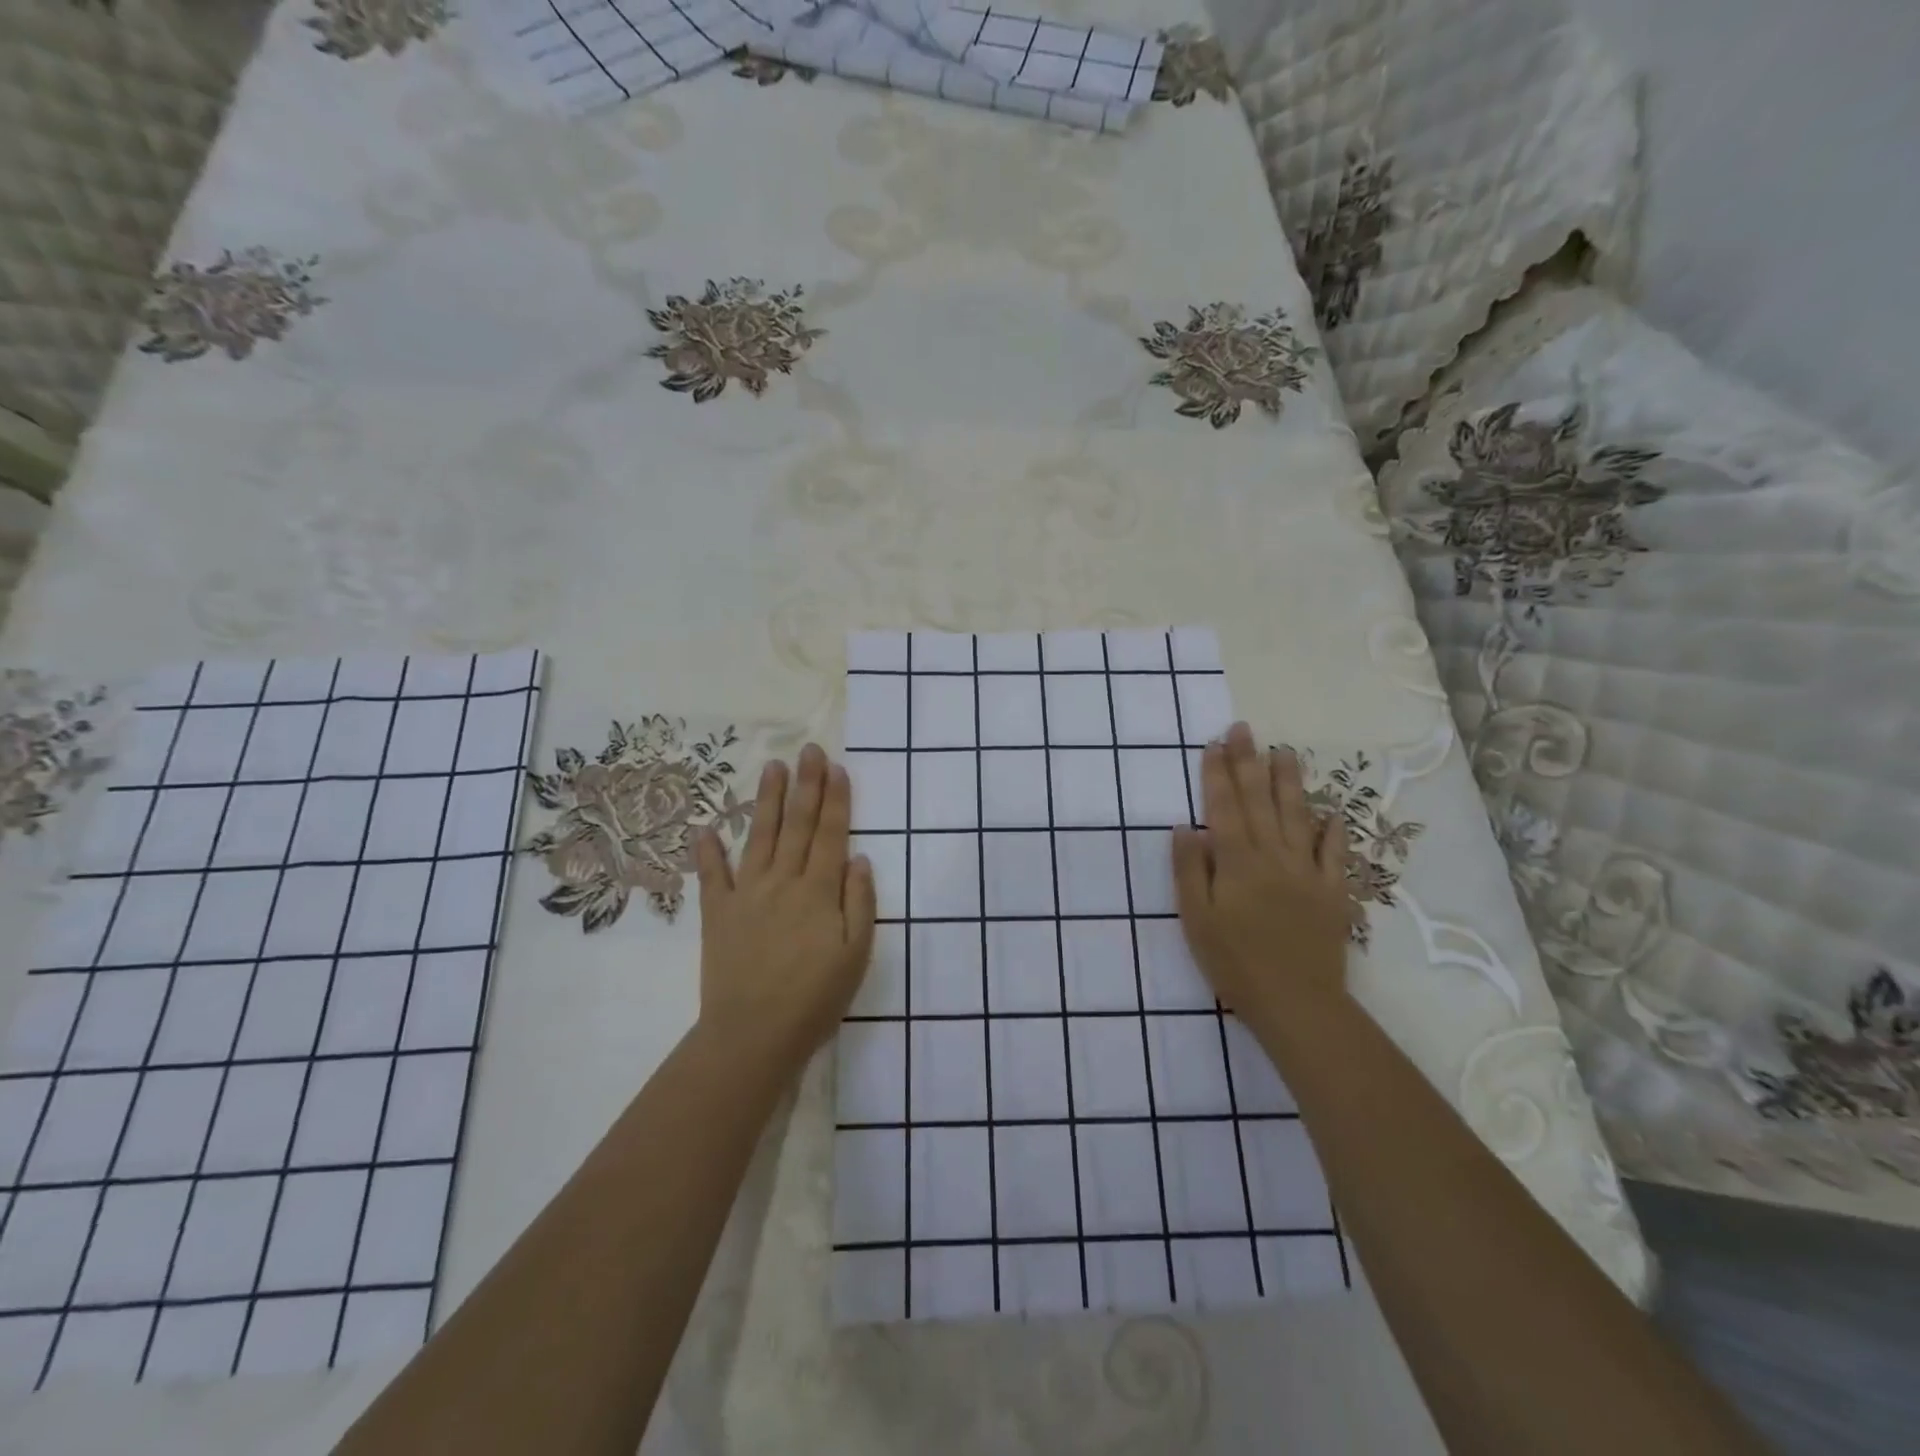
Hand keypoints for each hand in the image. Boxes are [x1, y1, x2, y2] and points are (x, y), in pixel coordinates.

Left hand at [694, 744, 876, 1073]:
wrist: (753, 1035)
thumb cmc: (815, 998)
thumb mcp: (856, 955)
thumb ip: (860, 903)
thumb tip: (859, 858)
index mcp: (818, 891)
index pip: (830, 834)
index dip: (835, 799)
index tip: (837, 768)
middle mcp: (783, 881)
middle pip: (797, 824)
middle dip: (806, 784)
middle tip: (809, 750)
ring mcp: (747, 894)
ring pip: (760, 836)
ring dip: (767, 800)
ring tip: (773, 767)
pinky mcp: (718, 913)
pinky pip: (712, 875)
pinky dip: (708, 850)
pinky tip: (706, 827)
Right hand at [1172, 722, 1351, 1029]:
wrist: (1298, 1003)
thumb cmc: (1235, 962)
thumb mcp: (1196, 919)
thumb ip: (1190, 870)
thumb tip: (1185, 827)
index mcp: (1237, 861)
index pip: (1224, 807)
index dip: (1218, 773)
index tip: (1214, 743)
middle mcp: (1273, 856)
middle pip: (1260, 801)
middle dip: (1249, 762)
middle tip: (1244, 730)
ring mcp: (1307, 872)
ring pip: (1298, 816)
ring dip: (1289, 782)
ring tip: (1285, 752)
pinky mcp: (1333, 892)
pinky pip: (1335, 853)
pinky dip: (1334, 830)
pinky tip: (1333, 810)